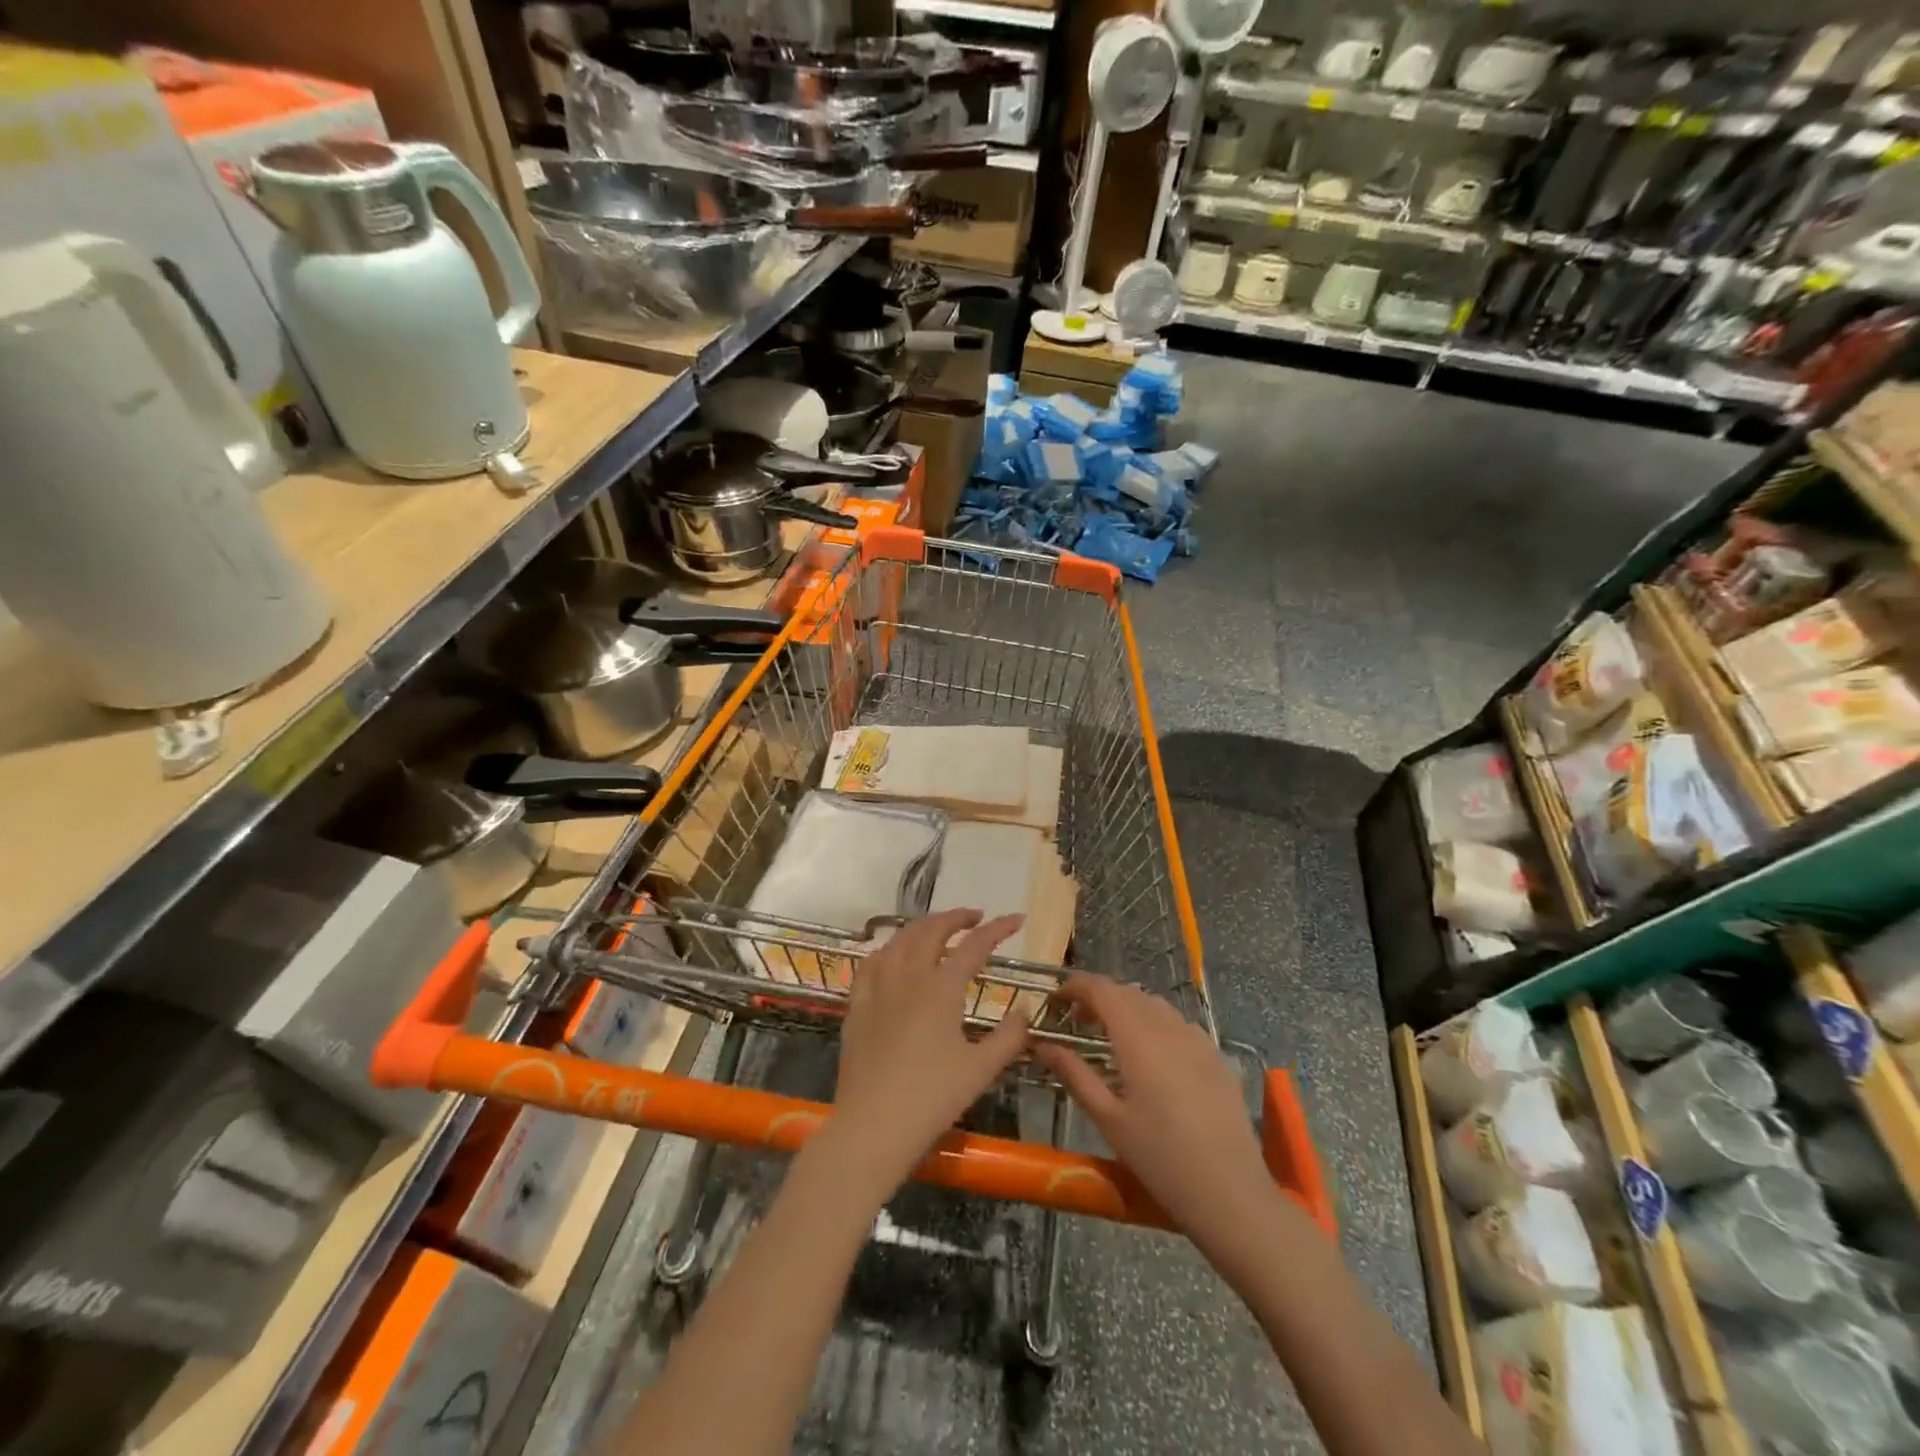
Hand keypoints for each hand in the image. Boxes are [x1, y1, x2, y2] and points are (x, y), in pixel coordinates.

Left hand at [824, 909, 1030, 1195]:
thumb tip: (1024, 1009)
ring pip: (900, 938)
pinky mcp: (857, 1003)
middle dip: (957, 917)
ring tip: (939, 929)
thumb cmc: (932, 1099)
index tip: (1017, 919)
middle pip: (932, 929)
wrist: (872, 1126)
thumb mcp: (981, 1070)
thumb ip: (1009, 1036)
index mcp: (941, 988)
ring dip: (923, 926)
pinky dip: (890, 947)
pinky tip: (895, 955)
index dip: (998, 929)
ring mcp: (878, 986)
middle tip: (976, 917)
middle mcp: (908, 976)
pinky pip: (872, 960)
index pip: (975, 945)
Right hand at [1035, 976, 1282, 1267]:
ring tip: (1110, 1035)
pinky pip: (1178, 1023)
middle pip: (1127, 992)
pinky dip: (1154, 1022)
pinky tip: (1150, 1054)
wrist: (1231, 1193)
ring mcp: (1197, 1039)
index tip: (1055, 999)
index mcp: (1138, 1037)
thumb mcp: (1109, 1120)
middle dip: (1098, 997)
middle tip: (1076, 1021)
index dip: (1076, 986)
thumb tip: (1042, 1045)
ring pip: (1154, 1004)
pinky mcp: (1215, 1056)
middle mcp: (1168, 1026)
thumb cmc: (1160, 1158)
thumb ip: (1074, 1074)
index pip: (1102, 989)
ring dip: (1127, 1007)